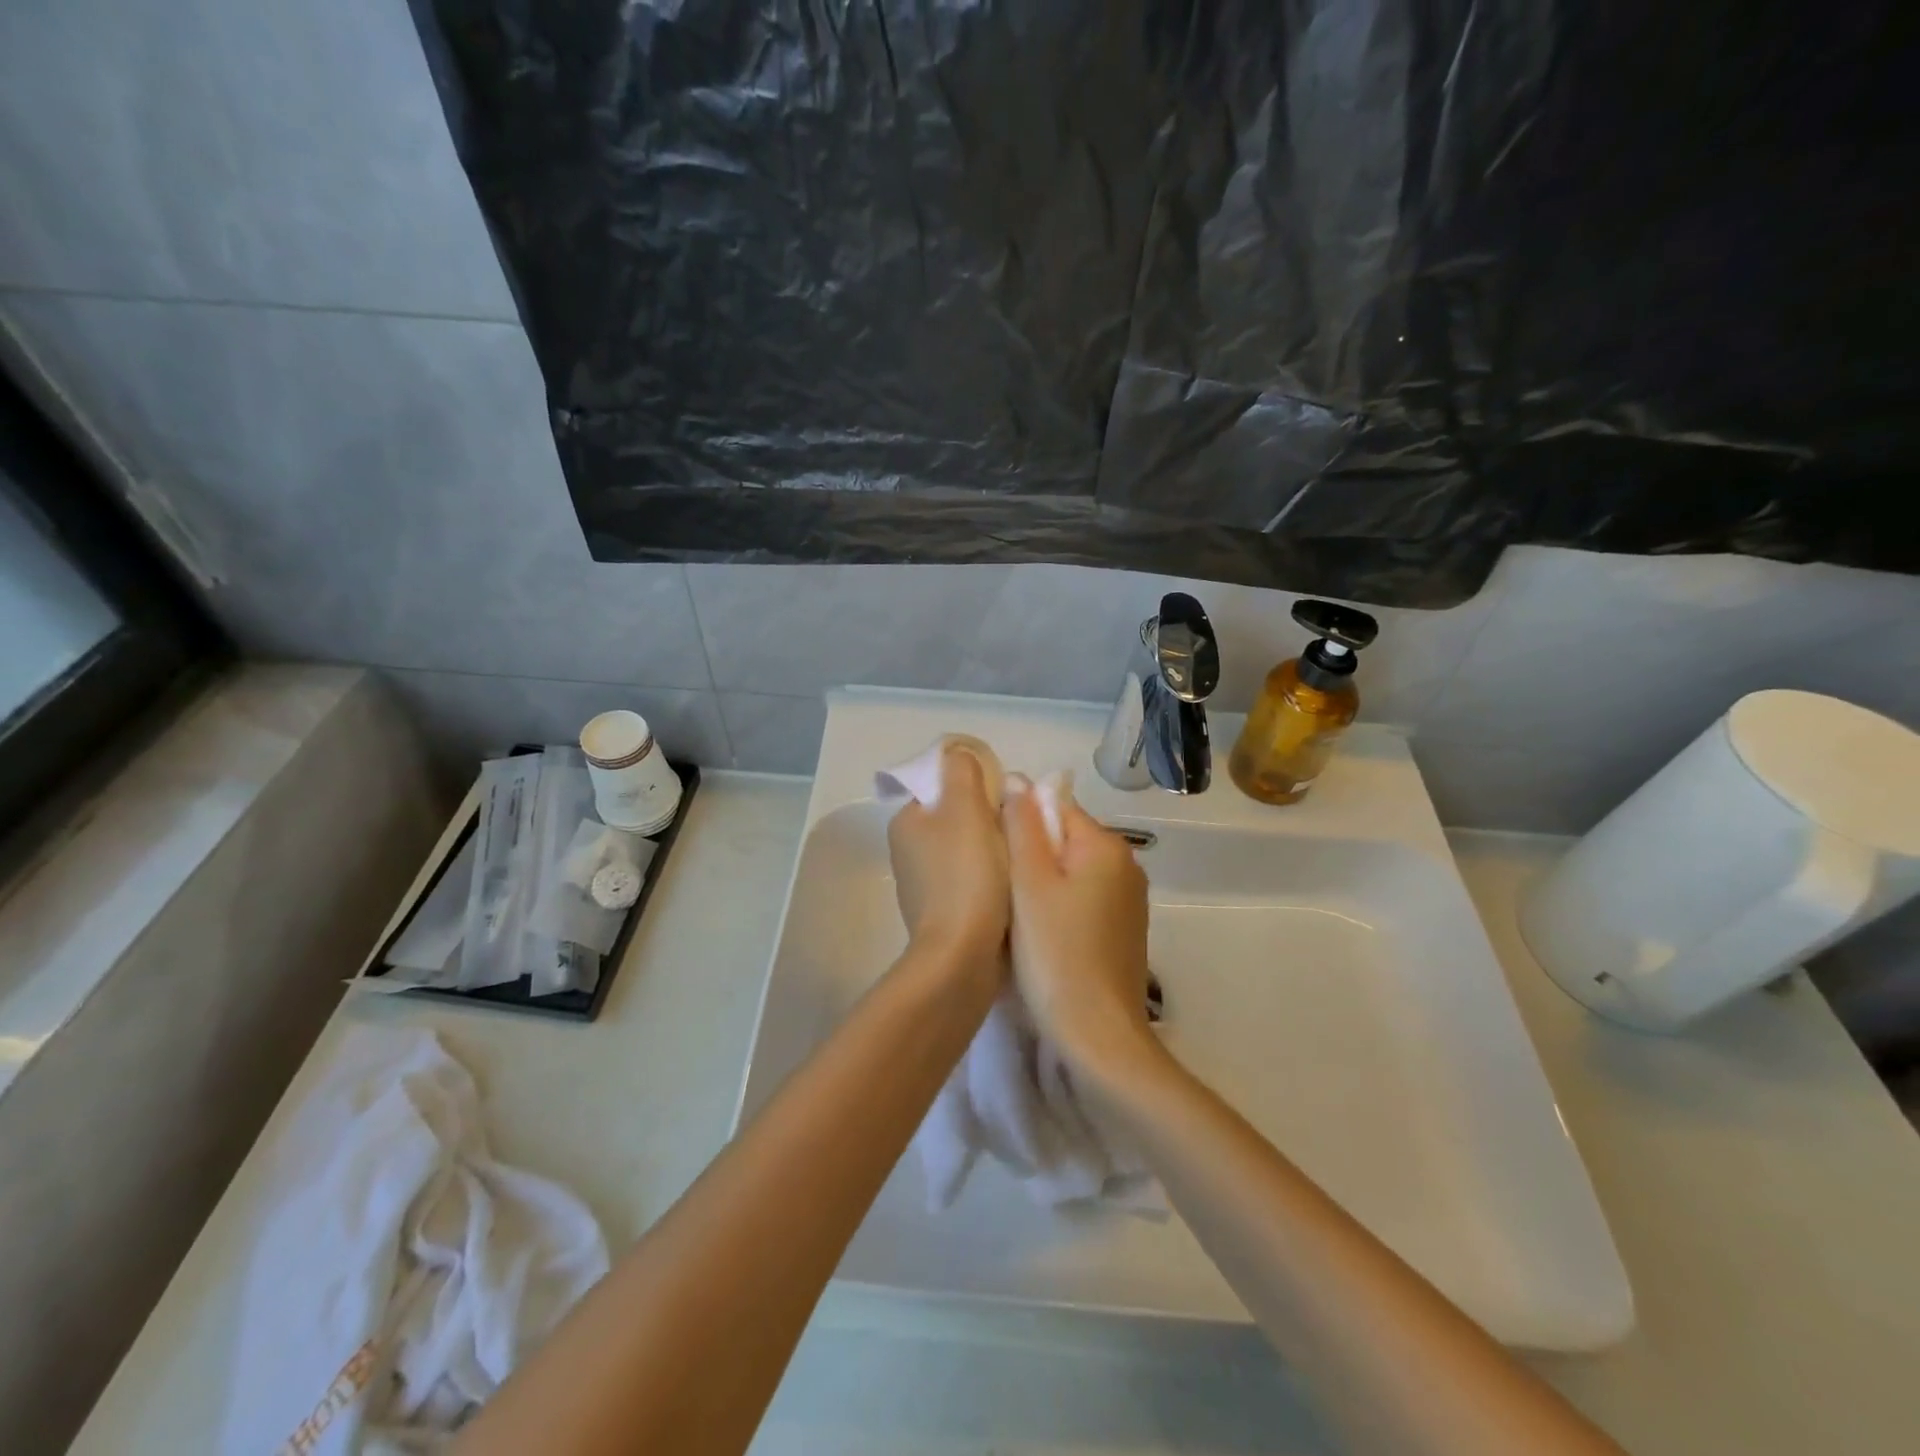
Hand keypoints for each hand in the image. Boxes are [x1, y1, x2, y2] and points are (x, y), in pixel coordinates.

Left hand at [887, 746, 1010, 966]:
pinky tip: (1012, 886)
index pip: (944, 785)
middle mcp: (909, 850)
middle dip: (991, 817)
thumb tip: (959, 755)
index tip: (1006, 800)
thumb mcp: (966, 809)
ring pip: (969, 848)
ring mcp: (925, 884)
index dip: (978, 784)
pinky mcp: (944, 912)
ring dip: (995, 848)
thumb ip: (962, 772)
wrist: (962, 957)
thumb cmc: (966, 876)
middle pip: (959, 816)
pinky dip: (992, 878)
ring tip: (1022, 856)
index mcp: (907, 821)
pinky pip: (973, 880)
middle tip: (1020, 827)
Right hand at [1002, 782, 1156, 1076]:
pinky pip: (1083, 898)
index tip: (990, 851)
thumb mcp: (1029, 883)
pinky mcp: (1123, 929)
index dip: (1017, 821)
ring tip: (1012, 911)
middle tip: (997, 886)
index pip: (1053, 806)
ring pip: (1071, 870)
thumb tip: (1017, 780)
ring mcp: (1128, 899)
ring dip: (1041, 881)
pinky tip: (1039, 933)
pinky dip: (1058, 905)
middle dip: (1029, 853)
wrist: (1098, 1034)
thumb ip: (1022, 826)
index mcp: (1105, 845)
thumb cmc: (1055, 952)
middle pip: (1064, 837)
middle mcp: (1125, 864)